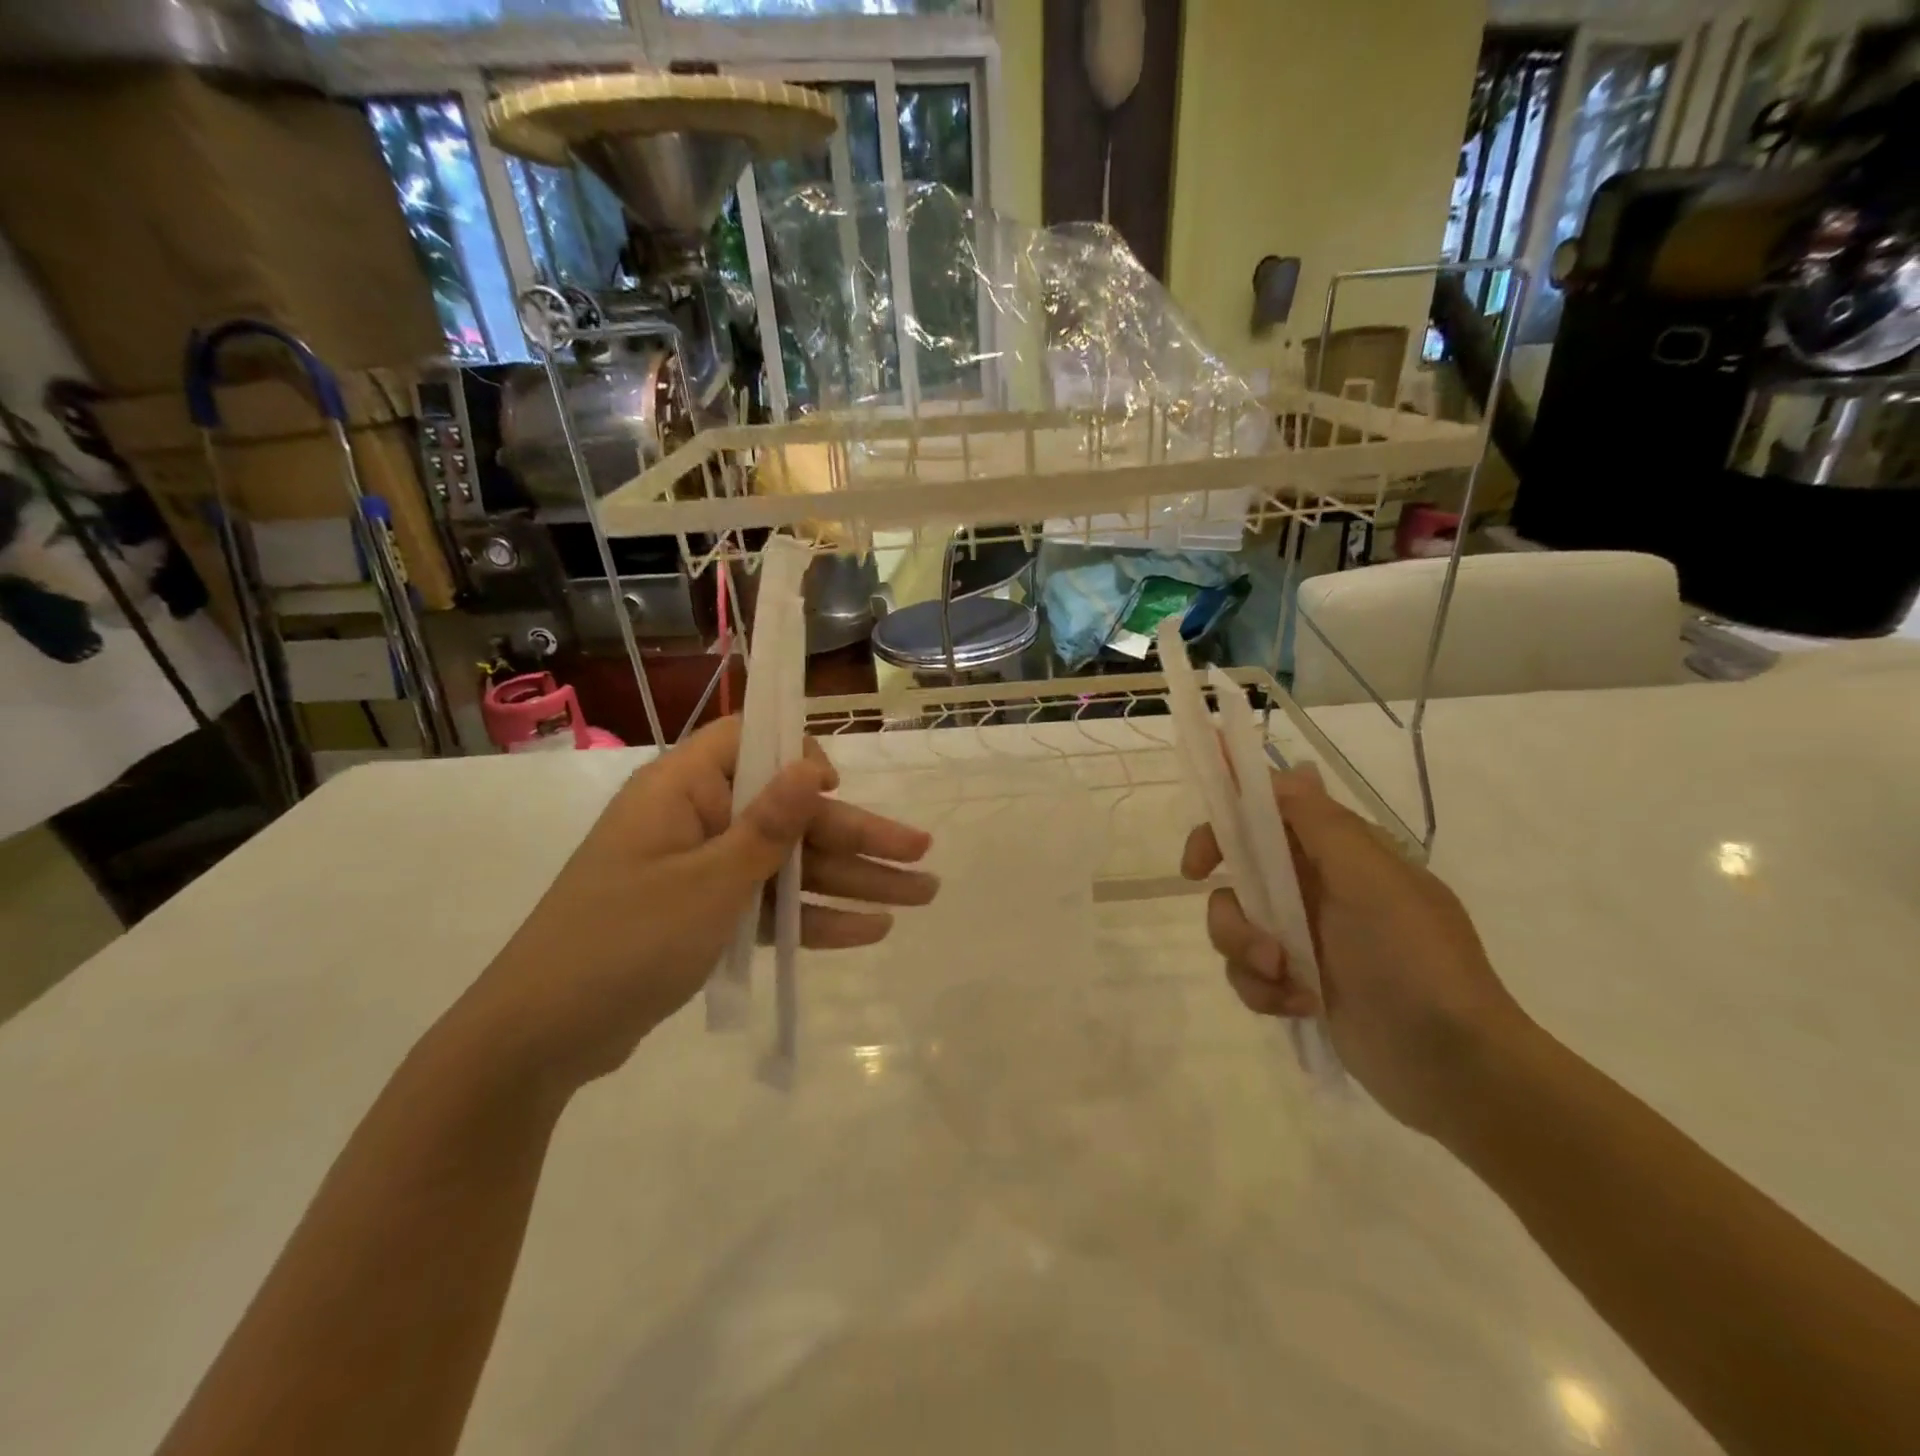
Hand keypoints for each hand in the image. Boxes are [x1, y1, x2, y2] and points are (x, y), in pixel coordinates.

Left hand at [461, 718, 936, 1093]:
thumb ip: (769, 826)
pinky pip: (767, 906)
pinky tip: (869, 931)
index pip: (749, 741)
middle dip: (856, 836)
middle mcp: (695, 820)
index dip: (799, 757)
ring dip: (849, 881)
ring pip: (788, 865)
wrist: (539, 1040)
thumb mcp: (708, 882)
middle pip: (789, 816)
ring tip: (918, 896)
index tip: (837, 789)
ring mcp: (701, 872)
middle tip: (923, 855)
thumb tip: (813, 762)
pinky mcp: (704, 917)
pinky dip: (812, 918)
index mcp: (683, 790)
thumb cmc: (623, 942)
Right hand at [1180, 767, 1531, 1137]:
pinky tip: (1300, 1008)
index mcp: (1338, 853)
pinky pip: (1248, 973)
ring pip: (1235, 926)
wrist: (1455, 1066)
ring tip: (1288, 982)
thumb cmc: (1415, 960)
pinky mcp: (1296, 982)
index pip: (1267, 814)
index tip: (1201, 861)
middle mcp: (1315, 887)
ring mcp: (1304, 937)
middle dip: (1233, 911)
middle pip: (1237, 875)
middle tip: (1244, 935)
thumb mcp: (1374, 882)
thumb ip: (1322, 824)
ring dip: (1248, 954)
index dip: (1226, 826)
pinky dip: (1264, 990)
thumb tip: (1291, 769)